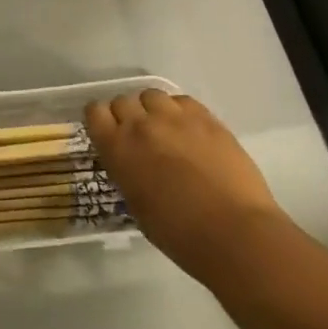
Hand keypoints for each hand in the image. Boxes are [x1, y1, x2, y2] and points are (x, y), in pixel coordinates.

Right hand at [84, 89, 283, 285]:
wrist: (233, 232)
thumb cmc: (178, 233)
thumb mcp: (136, 205)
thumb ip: (127, 173)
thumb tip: (132, 164)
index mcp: (117, 148)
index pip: (95, 112)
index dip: (101, 120)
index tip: (109, 132)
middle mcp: (141, 125)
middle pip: (123, 100)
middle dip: (127, 115)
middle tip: (140, 137)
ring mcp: (174, 117)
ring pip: (152, 95)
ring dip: (153, 110)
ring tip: (166, 130)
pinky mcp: (205, 117)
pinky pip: (182, 101)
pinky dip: (180, 112)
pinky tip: (190, 131)